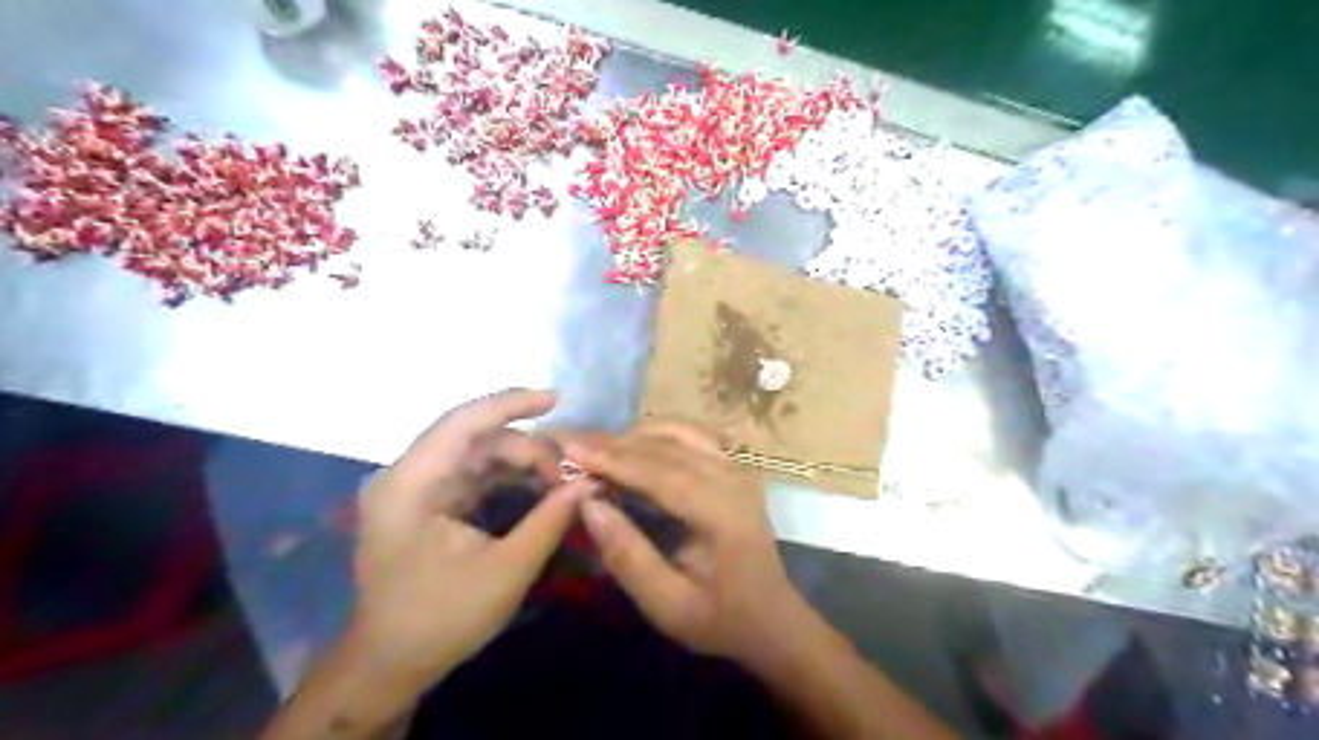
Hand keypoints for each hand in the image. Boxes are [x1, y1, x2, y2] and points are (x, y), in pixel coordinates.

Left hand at [348, 391, 589, 690]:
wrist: (390, 663)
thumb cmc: (442, 619)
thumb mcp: (506, 571)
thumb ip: (549, 521)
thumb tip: (589, 484)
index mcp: (411, 485)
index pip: (463, 423)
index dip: (511, 403)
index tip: (557, 399)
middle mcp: (406, 475)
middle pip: (475, 437)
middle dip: (526, 447)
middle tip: (568, 474)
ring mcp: (414, 487)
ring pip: (476, 452)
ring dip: (519, 460)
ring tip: (559, 480)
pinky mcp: (426, 501)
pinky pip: (472, 472)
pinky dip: (506, 475)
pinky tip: (536, 485)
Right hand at [559, 423, 808, 671]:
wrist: (772, 618)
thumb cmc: (719, 618)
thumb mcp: (668, 605)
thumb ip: (628, 556)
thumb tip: (588, 504)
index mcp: (721, 512)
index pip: (660, 472)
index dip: (612, 459)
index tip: (570, 448)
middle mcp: (733, 478)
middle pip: (667, 447)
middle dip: (614, 443)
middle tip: (569, 441)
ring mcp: (738, 467)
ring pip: (679, 433)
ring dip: (633, 435)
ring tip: (594, 446)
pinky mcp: (736, 466)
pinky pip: (692, 435)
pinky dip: (657, 434)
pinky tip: (632, 444)